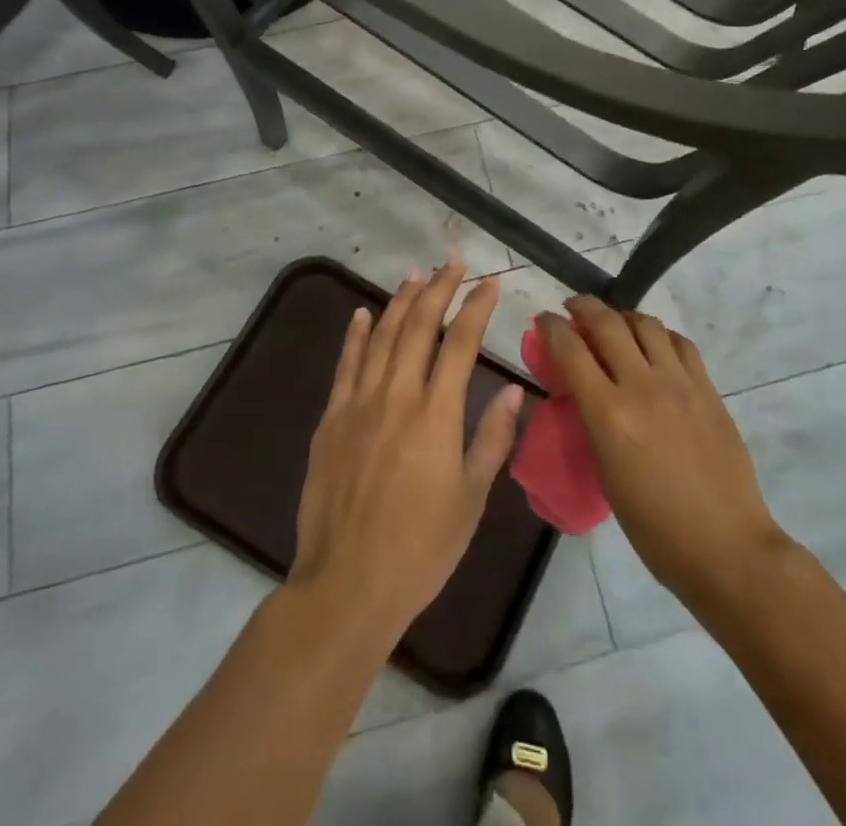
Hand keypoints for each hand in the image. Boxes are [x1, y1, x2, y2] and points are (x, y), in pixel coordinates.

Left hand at [289, 262, 523, 642]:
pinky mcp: (331, 419)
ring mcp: (358, 404)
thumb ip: (492, 437)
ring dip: (400, 302)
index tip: (489, 283)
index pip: (460, 344)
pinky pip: (345, 365)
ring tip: (417, 275)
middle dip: (439, 289)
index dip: (476, 308)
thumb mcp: (471, 498)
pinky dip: (355, 335)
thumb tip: (513, 387)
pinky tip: (363, 313)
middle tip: (453, 262)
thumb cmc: (421, 548)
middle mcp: (396, 396)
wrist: (347, 584)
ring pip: (381, 337)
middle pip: (418, 327)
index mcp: (436, 416)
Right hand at [540, 296, 789, 611]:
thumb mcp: (606, 475)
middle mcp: (643, 386)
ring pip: (646, 323)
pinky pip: (680, 343)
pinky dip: (659, 335)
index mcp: (610, 415)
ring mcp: (680, 383)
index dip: (550, 327)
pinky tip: (654, 347)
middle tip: (572, 309)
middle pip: (607, 323)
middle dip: (583, 307)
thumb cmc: (655, 528)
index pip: (570, 350)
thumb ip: (593, 425)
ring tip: (615, 326)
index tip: (542, 320)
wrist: (727, 547)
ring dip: (623, 316)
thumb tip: (583, 395)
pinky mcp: (708, 389)